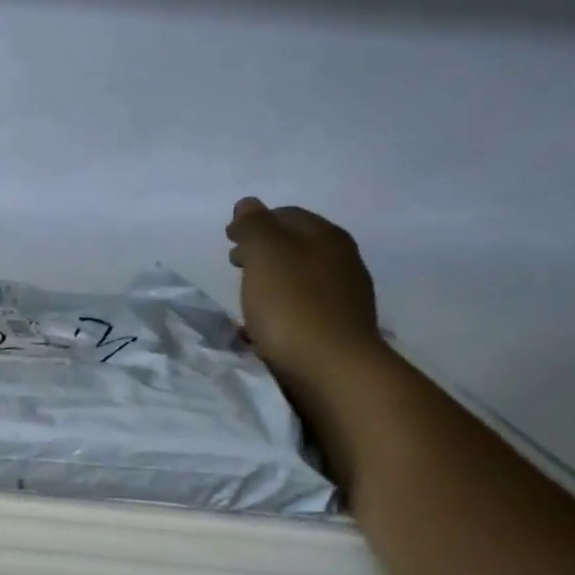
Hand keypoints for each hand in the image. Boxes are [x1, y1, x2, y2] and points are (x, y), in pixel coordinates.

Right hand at [226, 197, 383, 392]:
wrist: (332, 371)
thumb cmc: (293, 305)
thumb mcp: (265, 254)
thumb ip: (254, 226)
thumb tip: (248, 204)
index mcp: (327, 237)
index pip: (288, 215)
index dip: (256, 222)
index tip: (228, 238)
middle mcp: (343, 262)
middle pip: (297, 246)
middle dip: (264, 250)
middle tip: (235, 263)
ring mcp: (346, 299)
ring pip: (301, 279)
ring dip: (273, 281)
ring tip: (247, 296)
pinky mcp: (340, 331)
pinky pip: (304, 309)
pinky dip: (282, 308)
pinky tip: (266, 325)